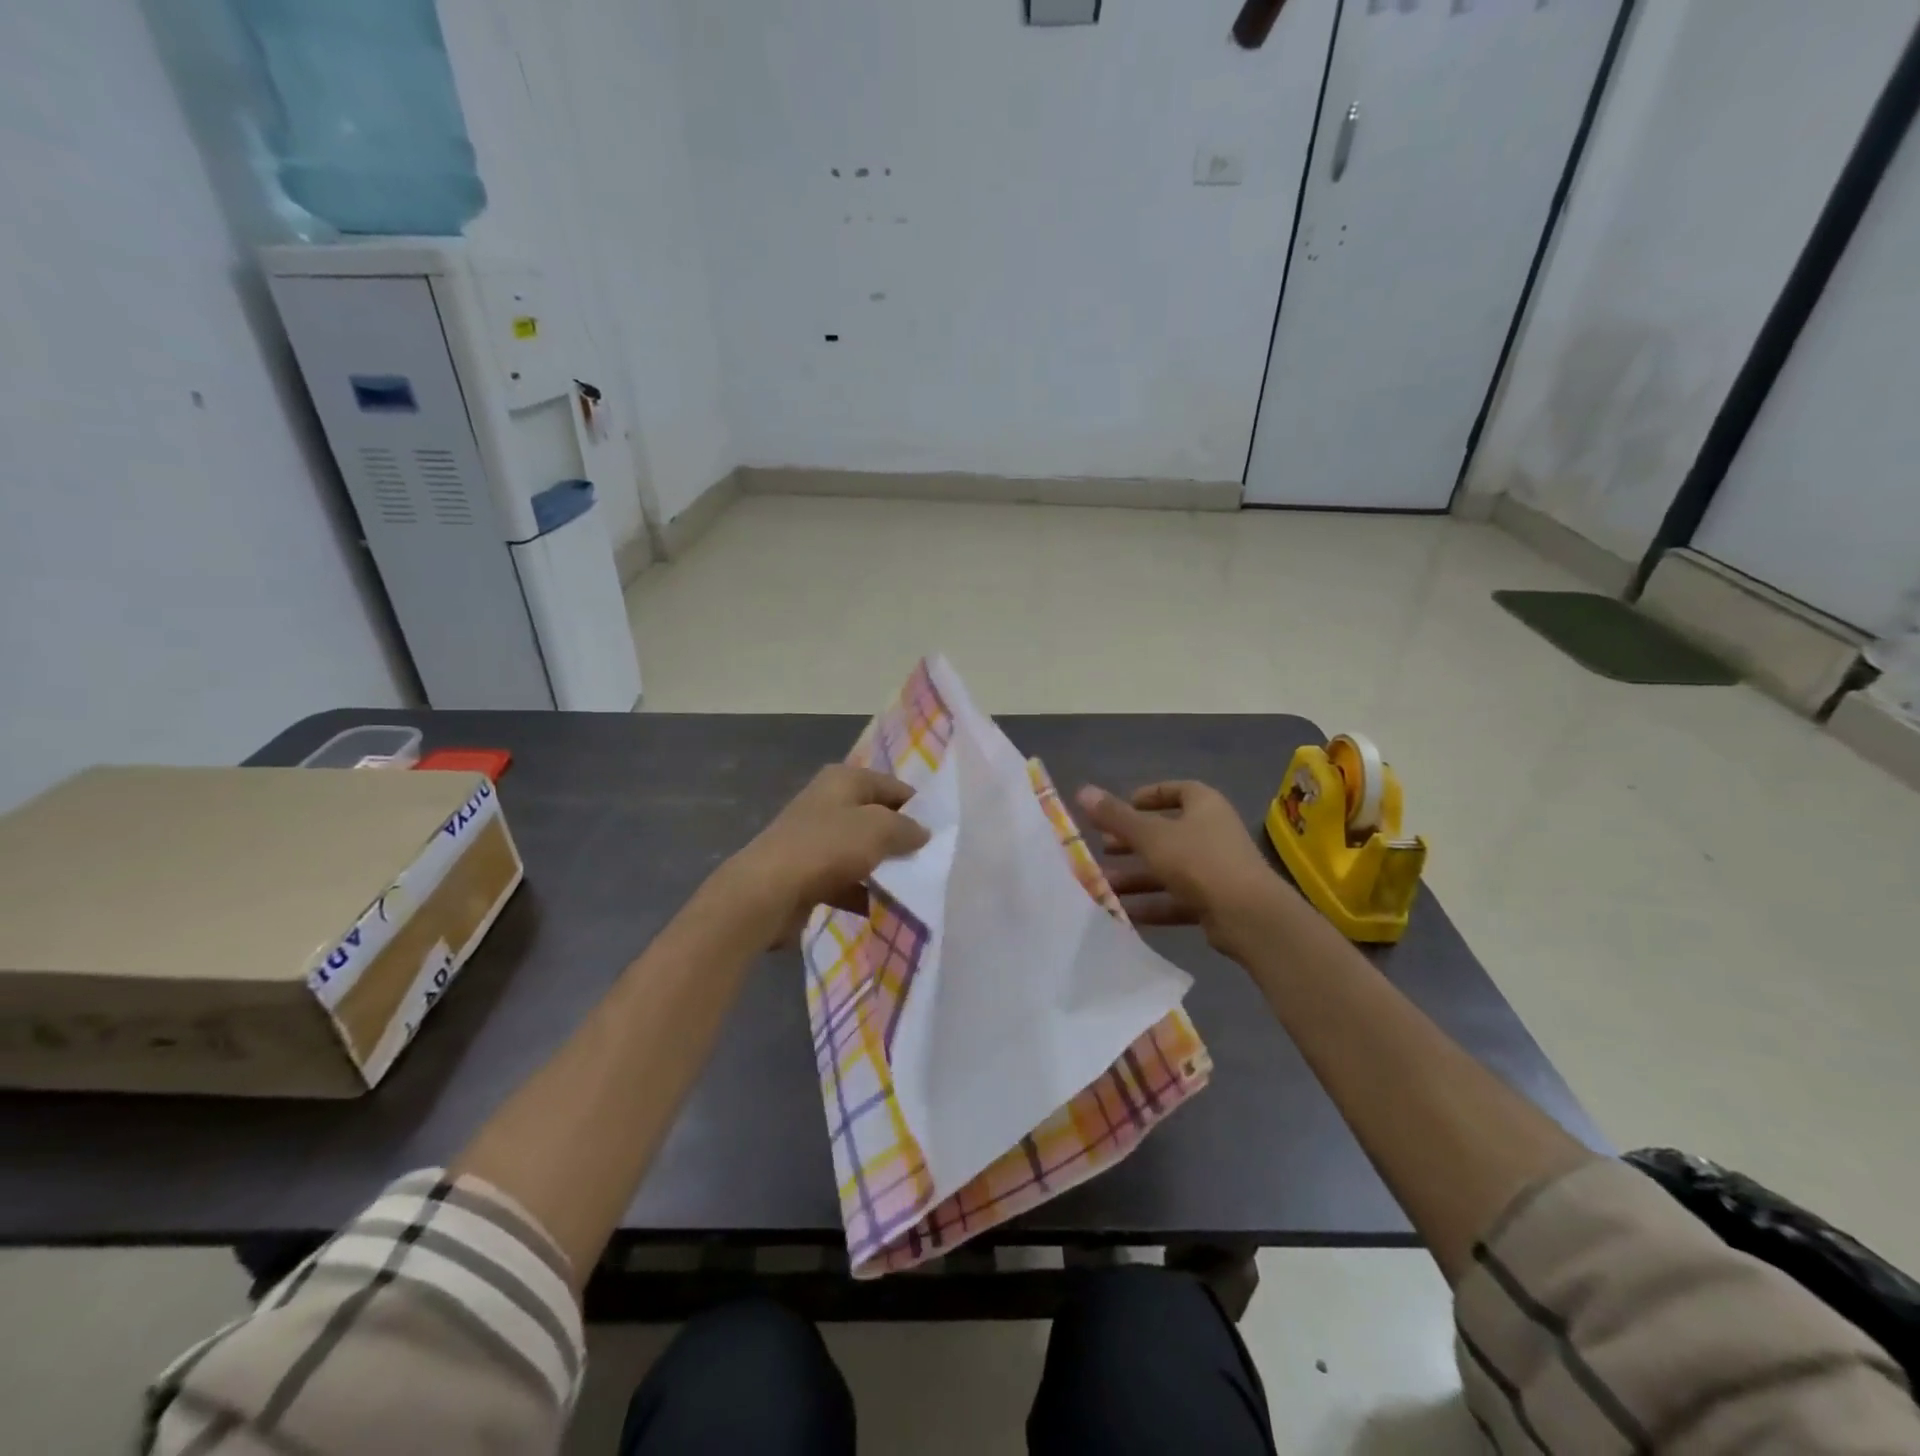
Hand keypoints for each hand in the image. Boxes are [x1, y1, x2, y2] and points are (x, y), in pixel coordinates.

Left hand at [724, 765, 930, 942]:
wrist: (766, 893)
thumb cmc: (827, 848)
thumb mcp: (879, 829)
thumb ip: (907, 828)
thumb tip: (922, 832)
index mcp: (843, 780)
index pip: (893, 786)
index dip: (918, 807)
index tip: (943, 832)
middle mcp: (828, 803)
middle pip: (876, 818)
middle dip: (901, 839)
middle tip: (933, 860)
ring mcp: (815, 840)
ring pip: (861, 851)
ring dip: (883, 869)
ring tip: (915, 887)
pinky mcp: (807, 874)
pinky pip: (845, 881)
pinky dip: (862, 893)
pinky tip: (883, 909)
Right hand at [1075, 780, 1291, 954]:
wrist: (1249, 916)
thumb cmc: (1198, 861)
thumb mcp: (1150, 836)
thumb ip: (1115, 816)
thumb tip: (1082, 790)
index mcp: (1204, 805)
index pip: (1175, 790)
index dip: (1147, 796)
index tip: (1121, 808)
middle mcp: (1213, 832)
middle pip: (1167, 832)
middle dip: (1133, 841)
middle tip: (1103, 848)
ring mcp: (1216, 868)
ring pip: (1169, 868)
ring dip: (1137, 876)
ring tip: (1103, 884)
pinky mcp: (1216, 901)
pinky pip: (1177, 897)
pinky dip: (1152, 903)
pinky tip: (1123, 912)